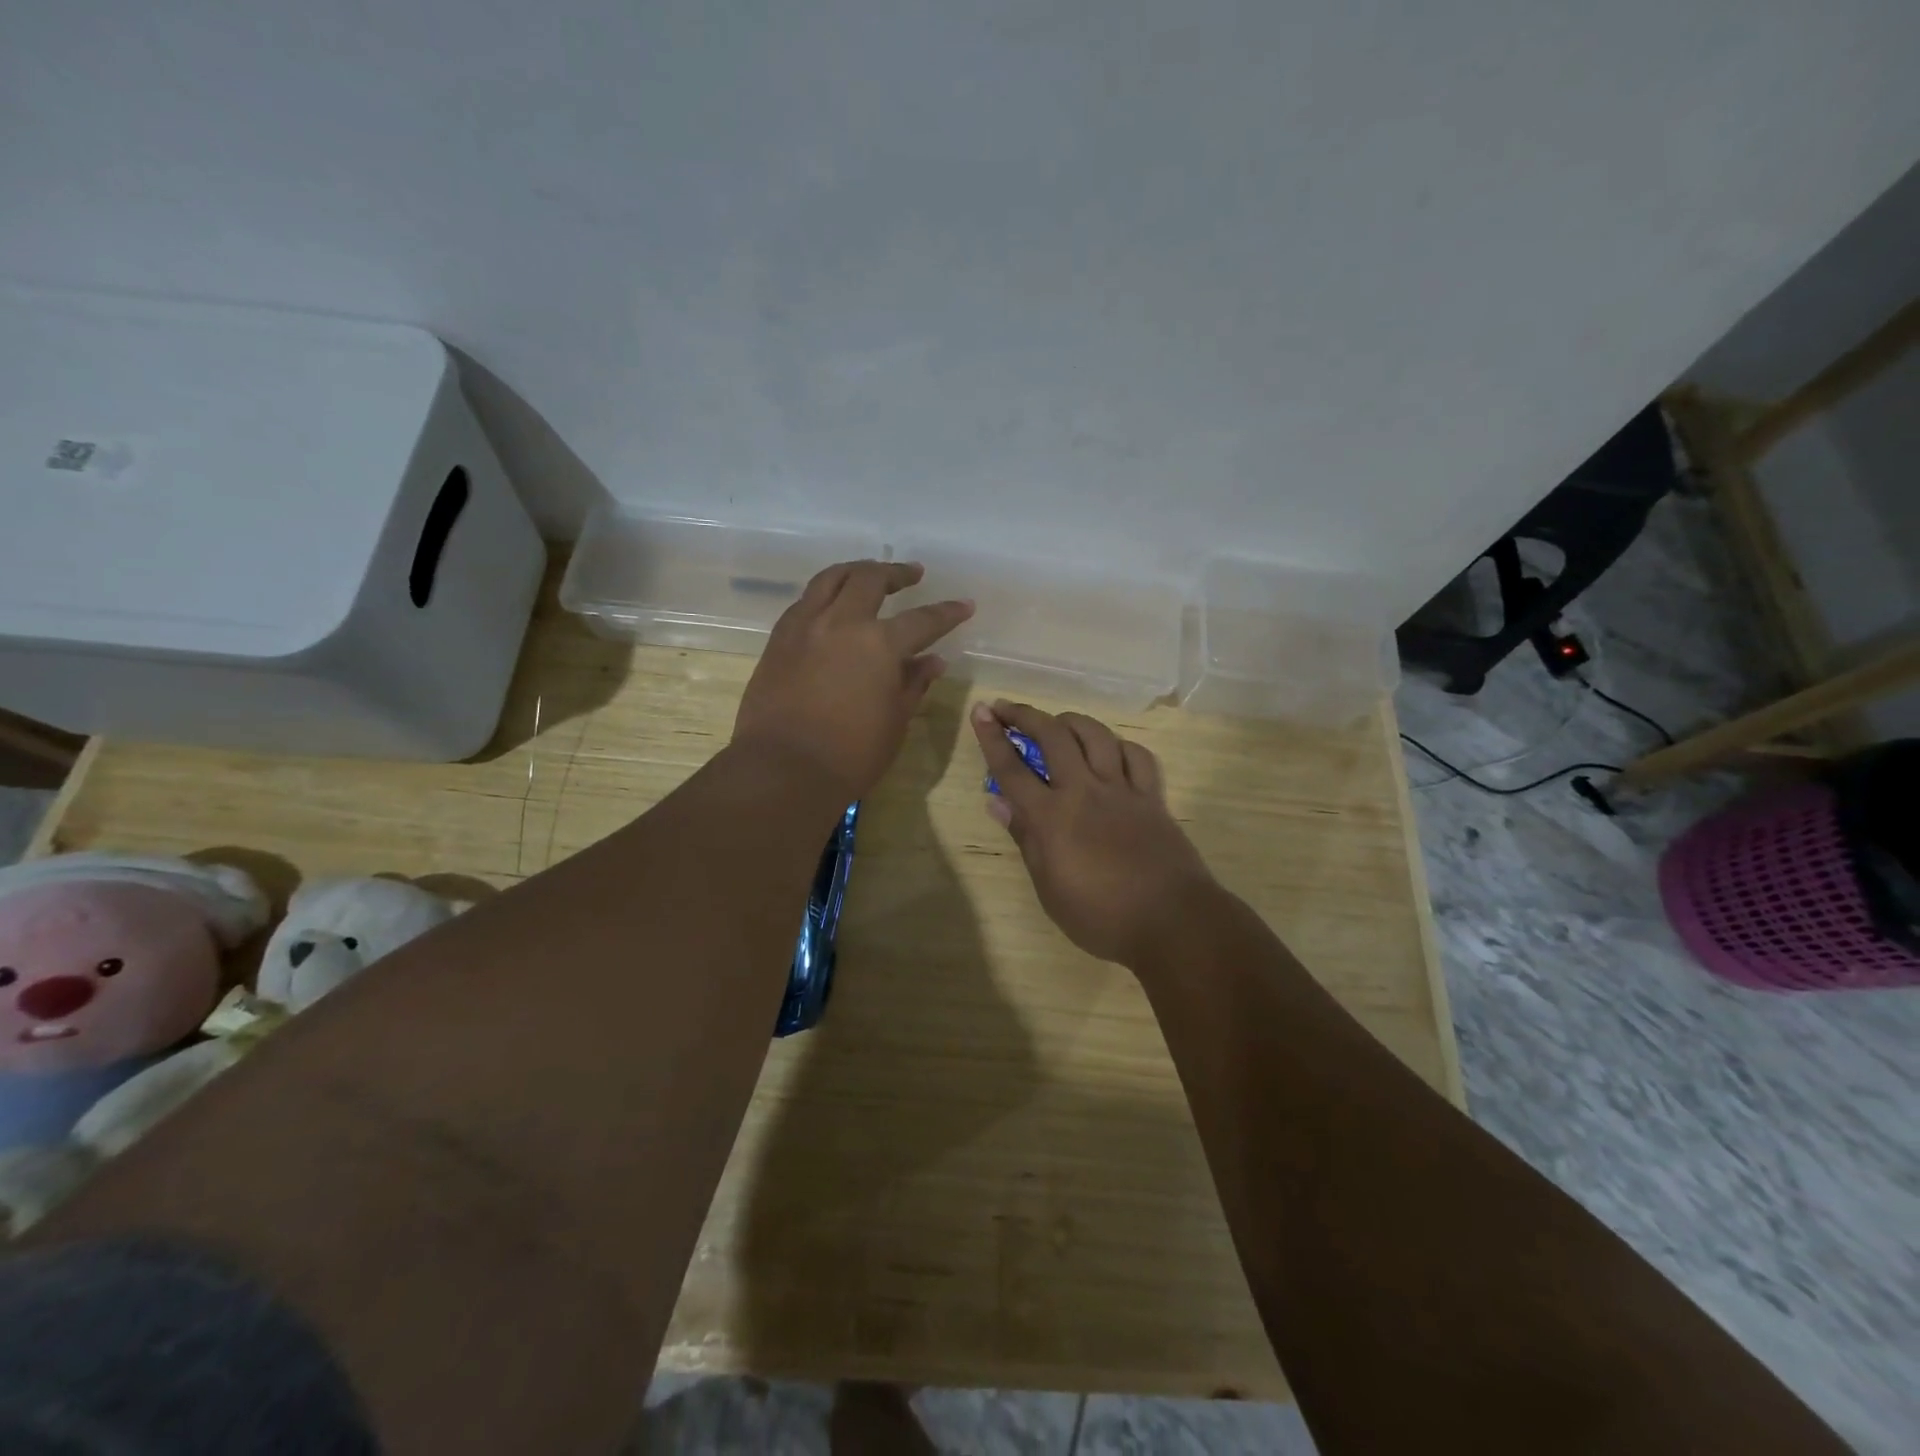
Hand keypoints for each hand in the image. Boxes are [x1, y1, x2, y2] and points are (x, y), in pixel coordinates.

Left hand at [733, 561, 972, 800]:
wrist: (783, 769)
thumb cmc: (851, 754)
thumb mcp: (895, 721)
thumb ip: (913, 684)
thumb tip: (932, 661)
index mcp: (879, 644)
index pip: (923, 620)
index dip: (947, 612)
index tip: (965, 605)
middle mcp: (842, 623)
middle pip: (870, 580)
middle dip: (896, 573)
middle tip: (912, 574)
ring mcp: (805, 626)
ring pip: (831, 579)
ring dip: (856, 571)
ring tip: (869, 573)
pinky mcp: (778, 639)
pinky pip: (805, 601)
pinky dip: (825, 594)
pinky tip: (831, 605)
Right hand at [971, 700, 1219, 967]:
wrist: (1172, 922)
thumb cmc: (1101, 917)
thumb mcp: (1049, 888)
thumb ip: (1025, 838)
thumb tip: (998, 803)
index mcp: (1052, 817)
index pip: (1012, 769)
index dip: (992, 738)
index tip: (981, 711)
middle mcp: (1084, 791)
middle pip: (1053, 737)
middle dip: (1025, 715)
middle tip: (1007, 708)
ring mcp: (1122, 790)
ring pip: (1096, 735)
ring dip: (1071, 721)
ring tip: (1057, 722)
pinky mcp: (1152, 797)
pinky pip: (1137, 756)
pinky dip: (1119, 745)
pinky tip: (1111, 750)